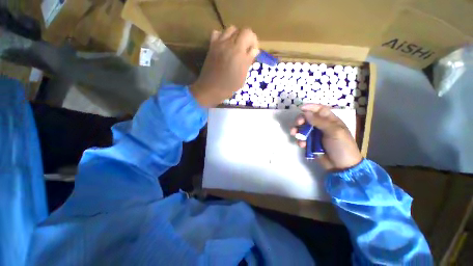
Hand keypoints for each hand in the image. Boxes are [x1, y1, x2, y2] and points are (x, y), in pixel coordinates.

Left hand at [190, 26, 258, 106]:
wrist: (211, 89)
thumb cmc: (229, 86)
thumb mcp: (242, 77)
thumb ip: (248, 61)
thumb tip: (255, 50)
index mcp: (239, 52)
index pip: (249, 34)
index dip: (253, 41)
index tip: (253, 52)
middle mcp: (229, 43)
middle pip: (241, 30)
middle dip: (246, 38)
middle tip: (245, 50)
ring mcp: (219, 44)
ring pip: (230, 29)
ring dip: (236, 36)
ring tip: (236, 47)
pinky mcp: (211, 46)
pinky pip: (217, 33)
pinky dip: (223, 36)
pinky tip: (224, 46)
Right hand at [290, 104, 362, 170]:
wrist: (342, 166)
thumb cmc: (342, 146)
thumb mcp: (334, 131)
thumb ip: (319, 121)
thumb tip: (306, 113)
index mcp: (331, 121)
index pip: (320, 109)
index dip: (310, 107)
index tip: (301, 108)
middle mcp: (321, 126)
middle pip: (308, 118)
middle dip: (301, 120)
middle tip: (297, 123)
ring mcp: (315, 135)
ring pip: (302, 129)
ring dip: (297, 130)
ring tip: (294, 134)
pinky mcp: (311, 144)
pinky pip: (302, 139)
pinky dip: (300, 141)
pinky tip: (302, 145)